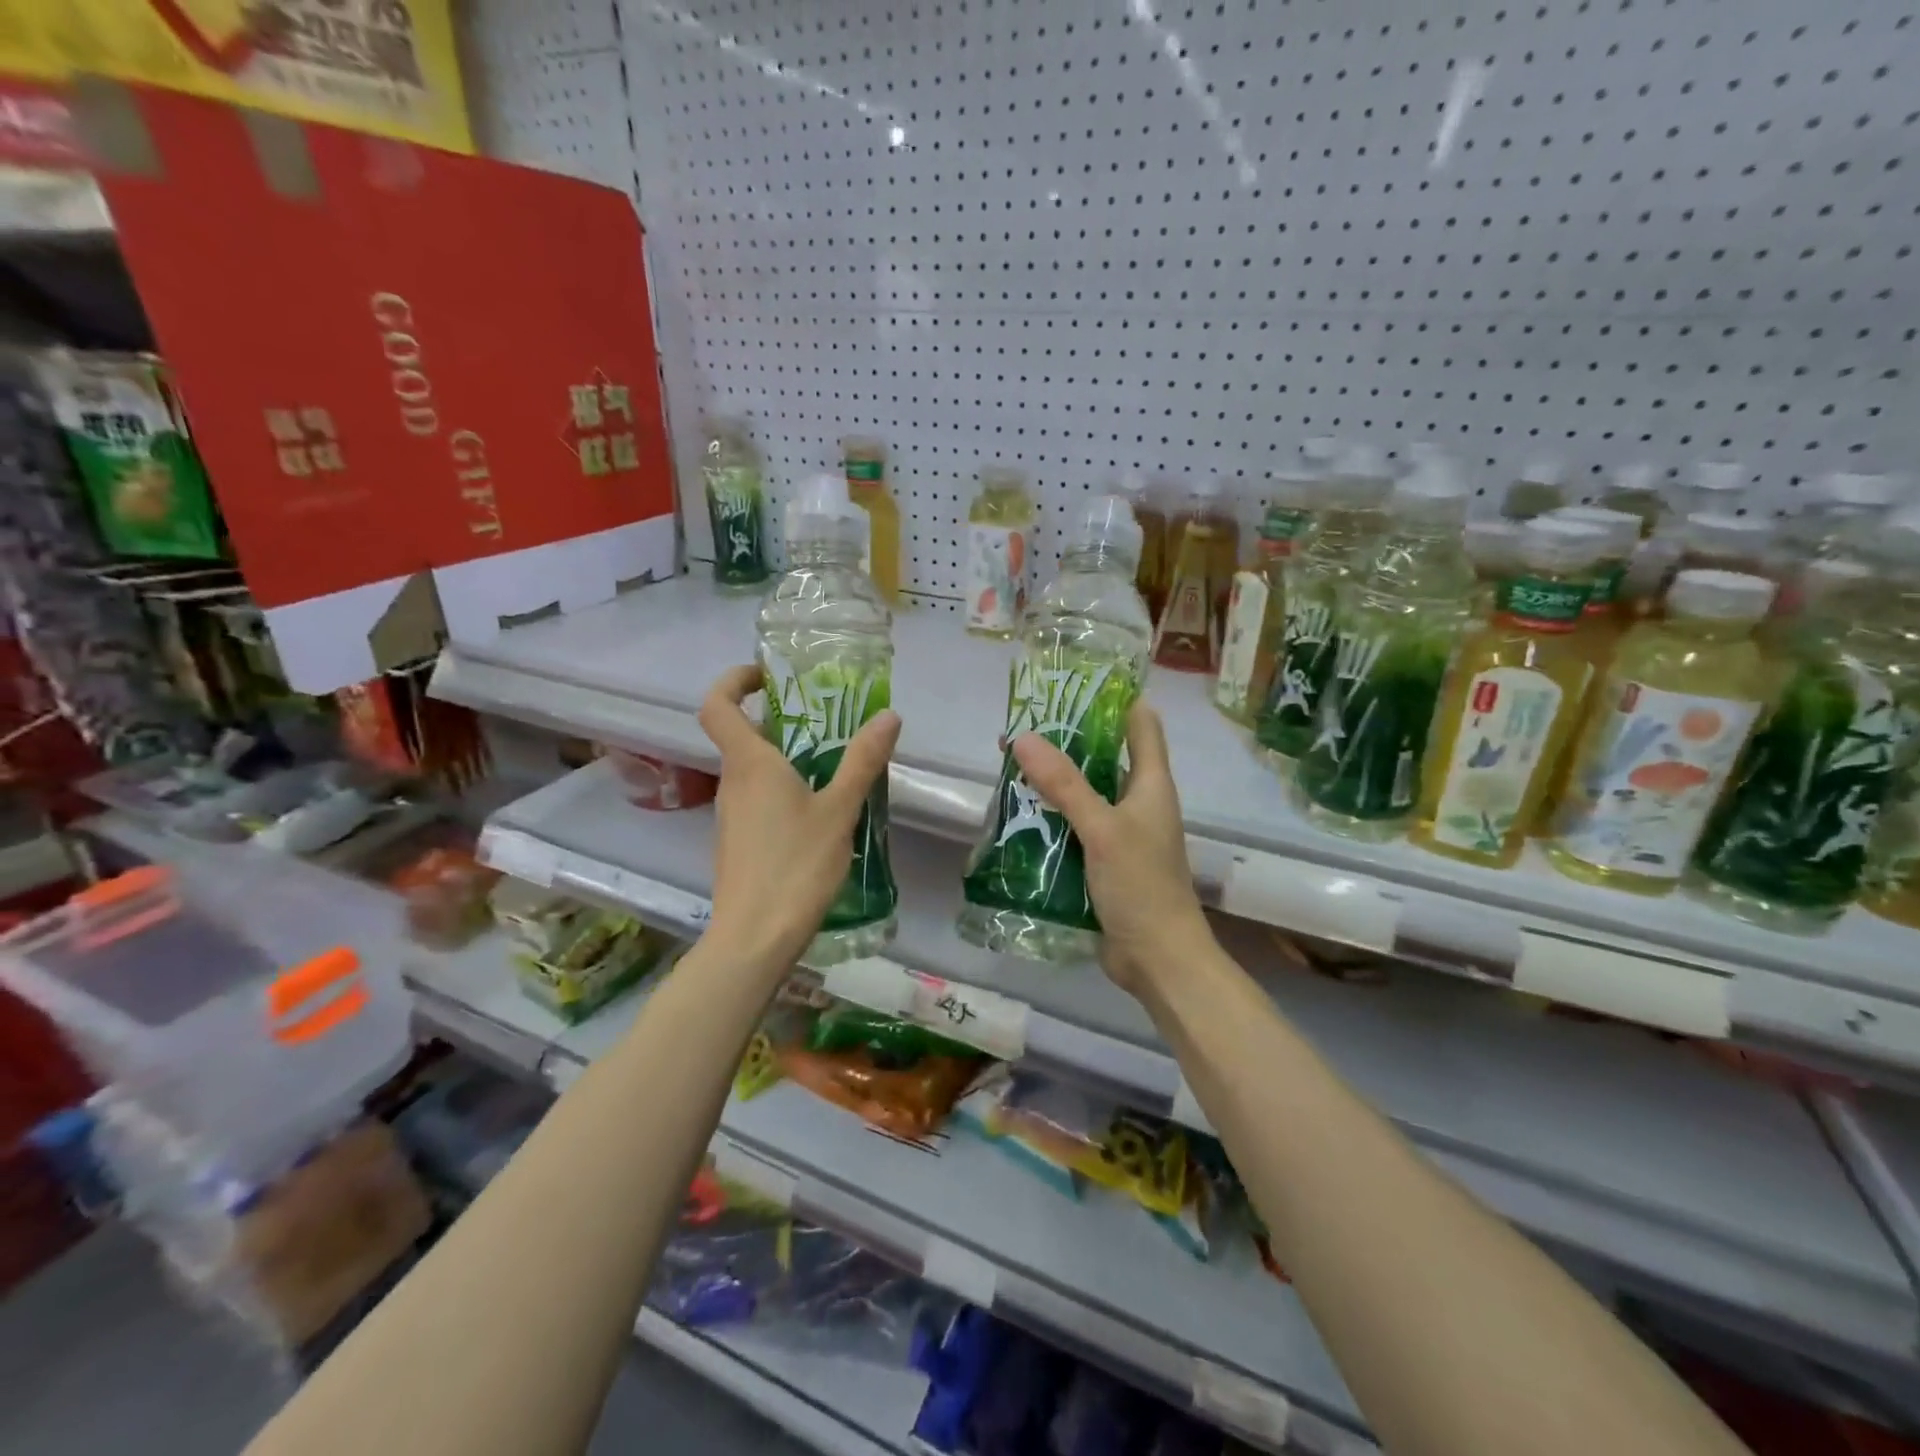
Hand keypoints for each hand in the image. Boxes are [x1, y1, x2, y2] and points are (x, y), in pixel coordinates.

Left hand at [698, 664, 901, 971]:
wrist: (754, 938)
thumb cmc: (795, 866)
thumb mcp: (839, 810)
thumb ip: (862, 761)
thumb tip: (888, 715)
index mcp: (749, 764)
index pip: (718, 705)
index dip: (734, 681)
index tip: (767, 676)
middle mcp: (732, 783)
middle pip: (743, 736)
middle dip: (780, 720)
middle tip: (827, 721)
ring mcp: (731, 815)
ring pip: (753, 770)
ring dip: (786, 757)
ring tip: (833, 764)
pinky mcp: (738, 842)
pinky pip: (758, 798)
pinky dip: (784, 789)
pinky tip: (820, 811)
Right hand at [1011, 701, 1212, 993]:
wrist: (1158, 958)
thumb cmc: (1141, 885)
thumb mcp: (1102, 828)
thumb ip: (1064, 784)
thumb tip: (1023, 737)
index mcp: (1152, 783)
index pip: (1141, 723)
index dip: (1115, 697)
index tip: (1074, 682)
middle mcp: (1138, 802)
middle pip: (1104, 757)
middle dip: (1066, 741)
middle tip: (1022, 727)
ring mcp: (1121, 833)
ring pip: (1084, 793)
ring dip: (1053, 781)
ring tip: (1009, 765)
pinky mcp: (1103, 861)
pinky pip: (1073, 827)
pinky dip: (1050, 817)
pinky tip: (1018, 814)